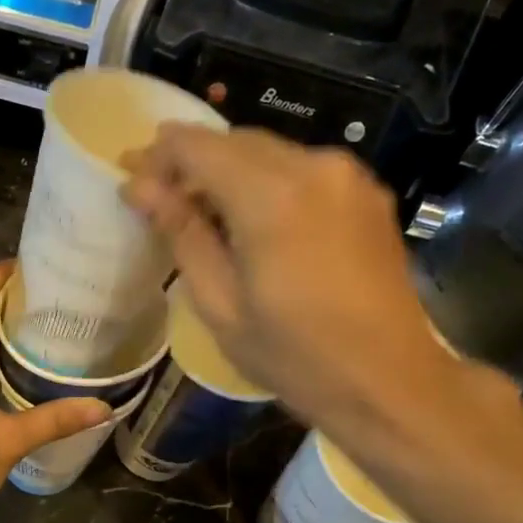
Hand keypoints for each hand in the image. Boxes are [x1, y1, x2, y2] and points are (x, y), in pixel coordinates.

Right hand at [122, 124, 467, 437]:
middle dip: (190, 164)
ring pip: (268, 152)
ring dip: (228, 173)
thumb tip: (139, 186)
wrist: (389, 381)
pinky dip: (266, 183)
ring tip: (205, 218)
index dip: (157, 157)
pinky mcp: (366, 192)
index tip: (133, 185)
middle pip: (233, 141)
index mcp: (271, 196)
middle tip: (161, 204)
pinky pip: (301, 169)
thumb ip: (181, 233)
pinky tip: (254, 224)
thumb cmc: (294, 355)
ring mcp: (347, 175)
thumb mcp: (220, 304)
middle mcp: (313, 166)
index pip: (196, 145)